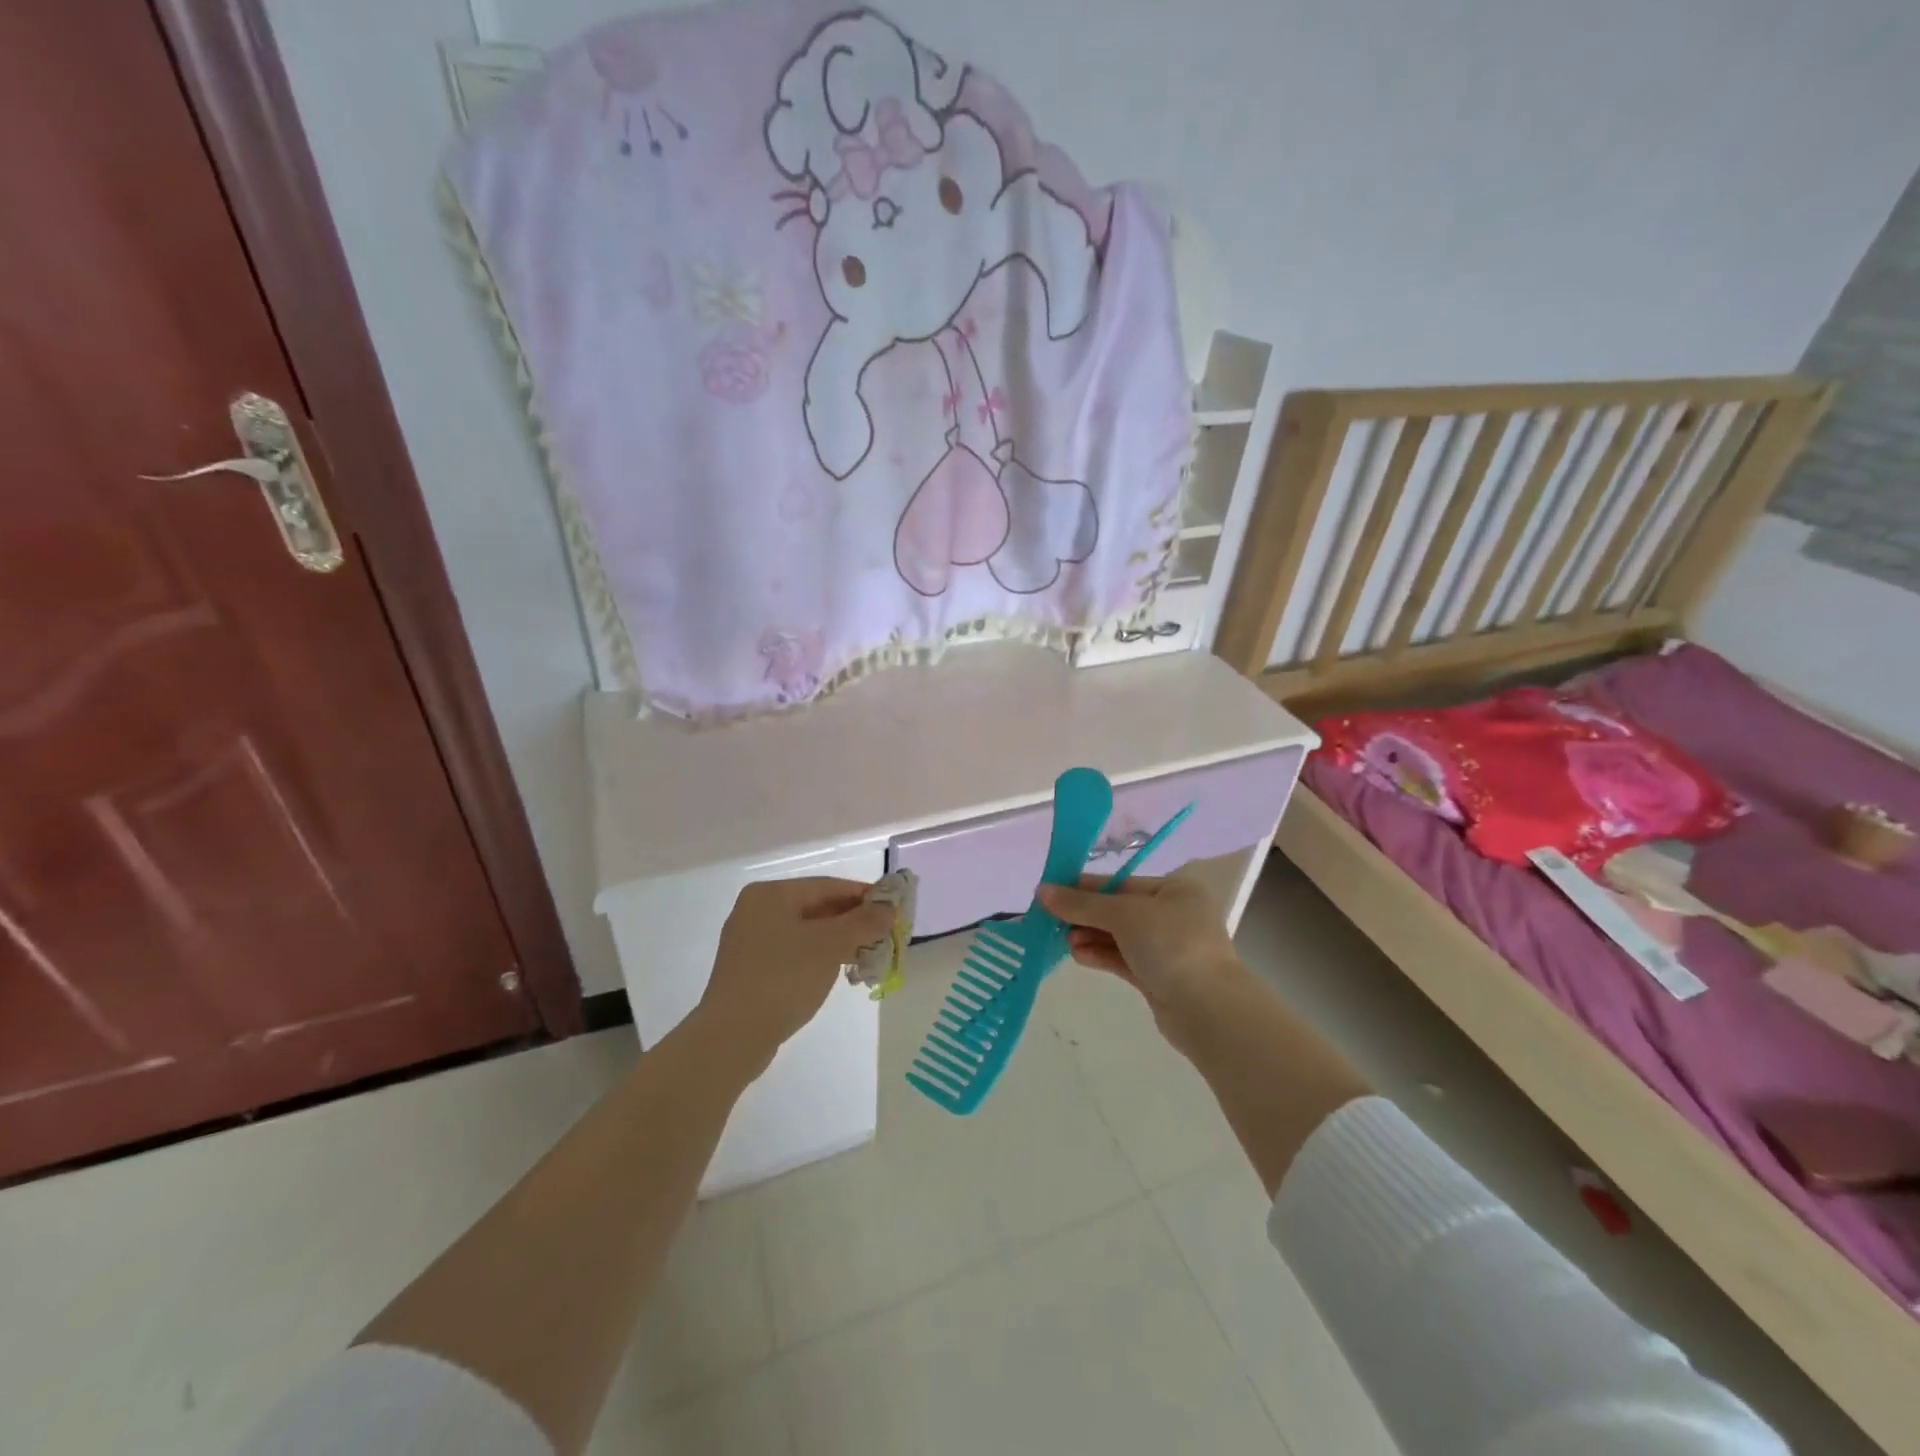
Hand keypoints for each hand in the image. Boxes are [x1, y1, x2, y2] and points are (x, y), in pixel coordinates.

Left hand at [697, 877, 893, 1073]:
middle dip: (852, 922)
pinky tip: (838, 973)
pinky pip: (793, 954)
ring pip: (806, 933)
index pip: (828, 886)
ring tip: (868, 956)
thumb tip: (889, 907)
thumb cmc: (783, 978)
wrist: (732, 1037)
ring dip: (838, 942)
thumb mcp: (830, 945)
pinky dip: (818, 958)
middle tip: (884, 935)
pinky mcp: (750, 971)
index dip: (864, 895)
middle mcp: (756, 911)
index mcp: (770, 894)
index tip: (893, 908)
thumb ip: (863, 922)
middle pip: (816, 908)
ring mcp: (749, 942)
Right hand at [1038, 874, 1246, 1045]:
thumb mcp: (1124, 914)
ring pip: (1118, 937)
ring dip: (1089, 936)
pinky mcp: (1157, 977)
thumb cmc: (1171, 945)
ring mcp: (1166, 949)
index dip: (1084, 887)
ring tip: (1063, 942)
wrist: (1208, 1010)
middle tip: (1051, 921)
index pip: (1120, 883)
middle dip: (1085, 915)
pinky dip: (1100, 955)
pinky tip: (1077, 955)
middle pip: (1117, 910)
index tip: (1050, 892)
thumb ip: (1081, 904)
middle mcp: (1172, 915)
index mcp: (1174, 890)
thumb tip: (1042, 891)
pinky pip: (1122, 959)